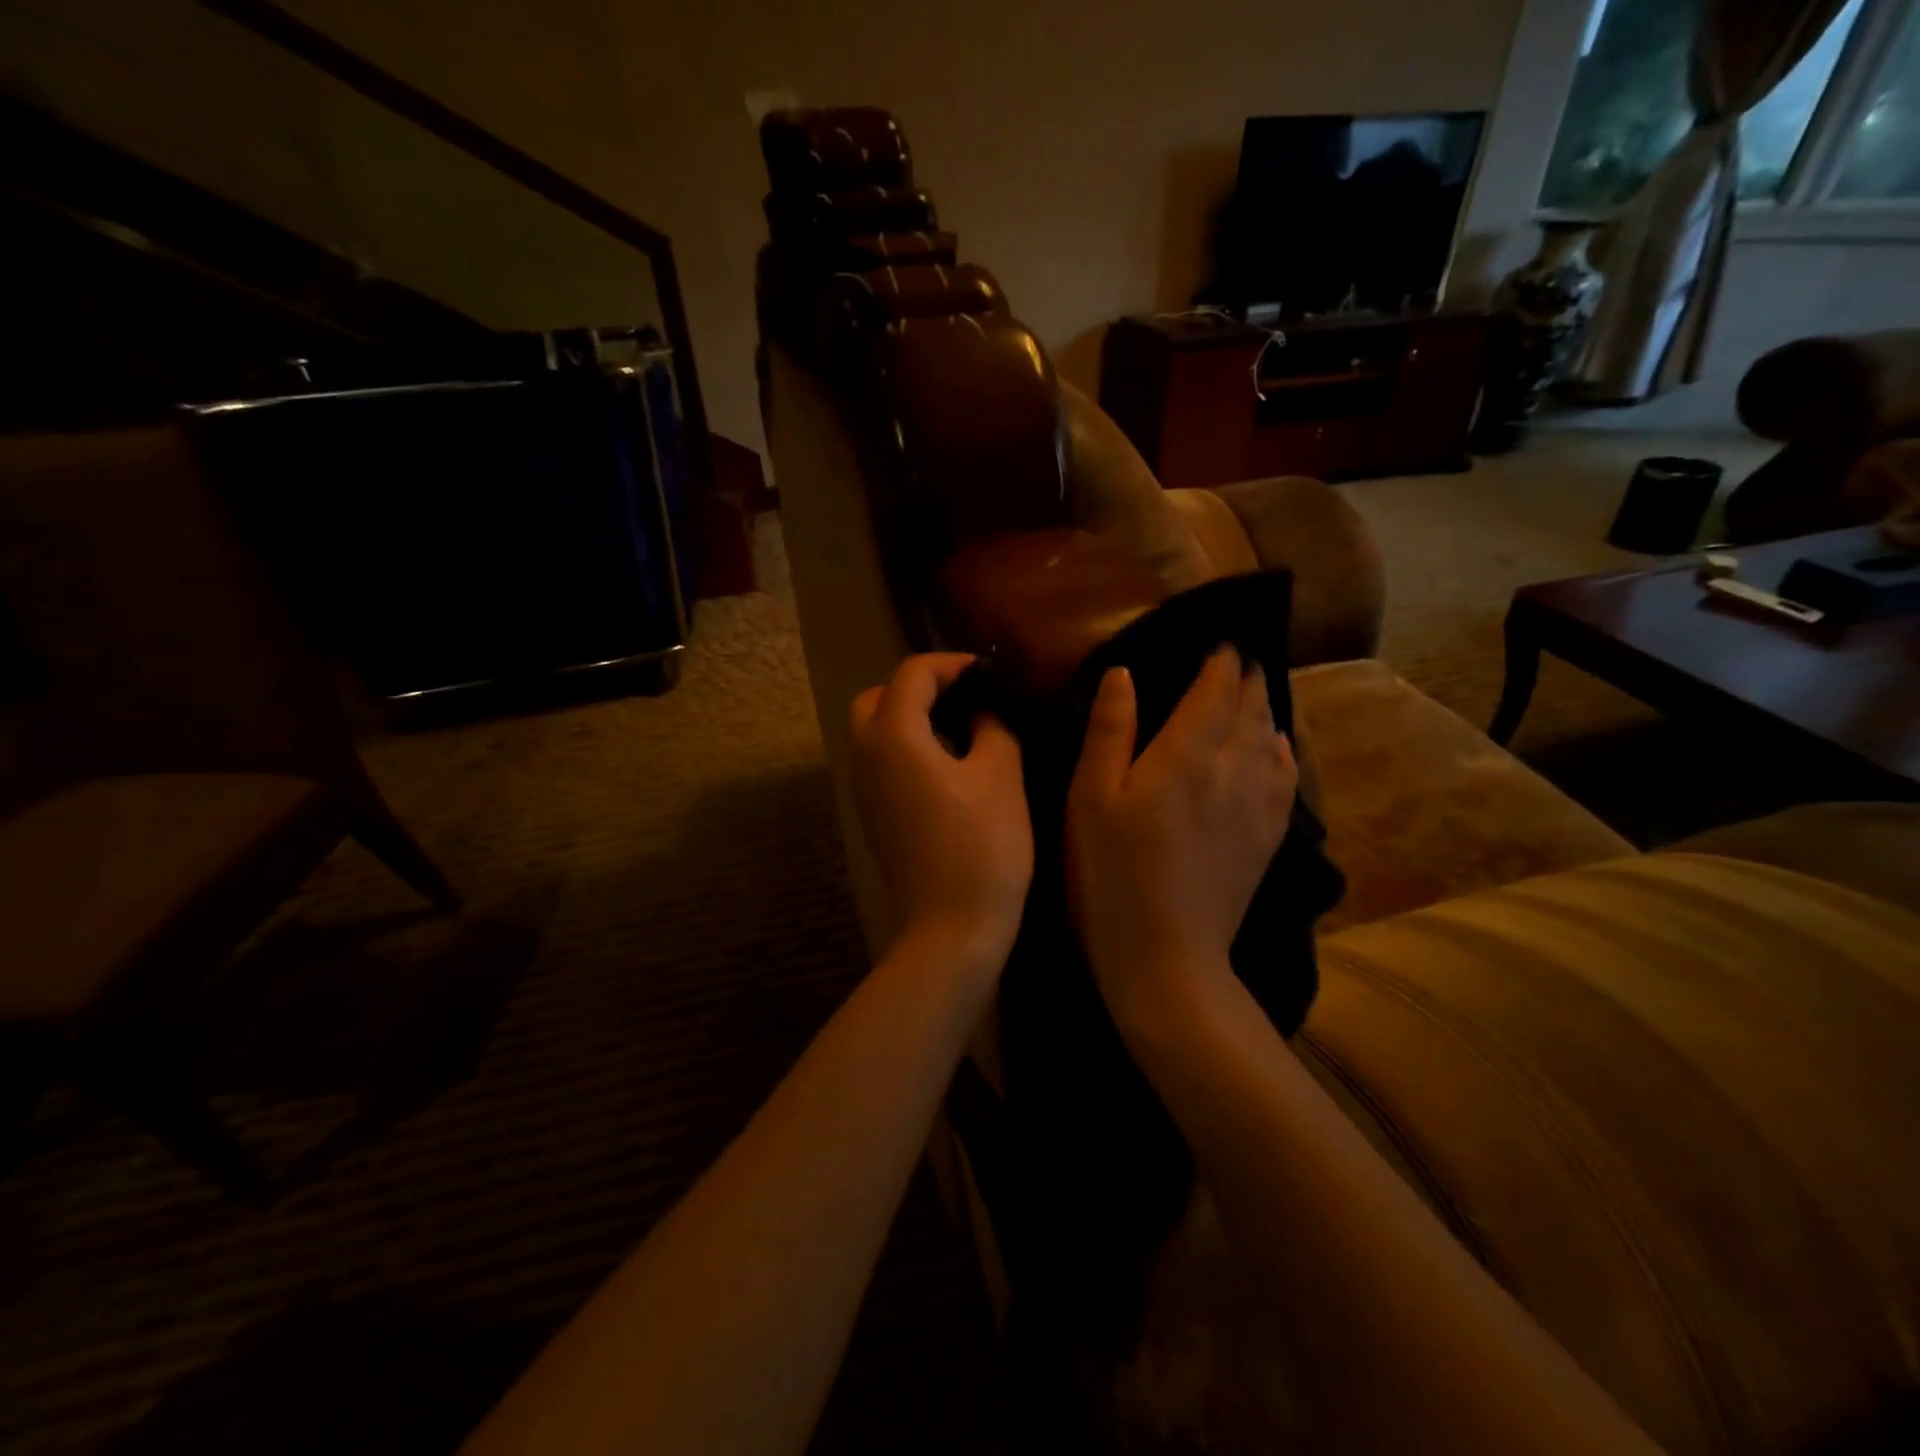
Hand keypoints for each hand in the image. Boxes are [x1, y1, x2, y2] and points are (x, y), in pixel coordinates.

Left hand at [850, 654, 1033, 967]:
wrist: (950, 928)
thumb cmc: (982, 846)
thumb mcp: (1001, 775)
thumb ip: (992, 726)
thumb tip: (983, 710)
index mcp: (893, 735)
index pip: (912, 674)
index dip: (952, 665)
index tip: (989, 676)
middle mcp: (865, 755)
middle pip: (877, 697)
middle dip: (918, 687)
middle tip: (964, 699)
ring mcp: (862, 789)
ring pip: (873, 730)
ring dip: (909, 717)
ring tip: (960, 728)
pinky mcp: (871, 815)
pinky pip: (879, 761)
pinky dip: (904, 747)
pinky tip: (946, 766)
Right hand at [1065, 647, 1297, 1013]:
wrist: (1166, 957)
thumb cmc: (1110, 875)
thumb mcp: (1089, 800)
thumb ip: (1109, 732)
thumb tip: (1124, 673)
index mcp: (1184, 755)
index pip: (1215, 690)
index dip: (1221, 661)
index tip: (1221, 640)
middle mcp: (1232, 769)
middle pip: (1250, 708)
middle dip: (1246, 677)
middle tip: (1240, 658)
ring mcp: (1258, 805)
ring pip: (1272, 737)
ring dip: (1265, 708)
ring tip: (1255, 693)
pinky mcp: (1268, 837)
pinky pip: (1287, 776)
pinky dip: (1282, 749)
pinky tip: (1276, 747)